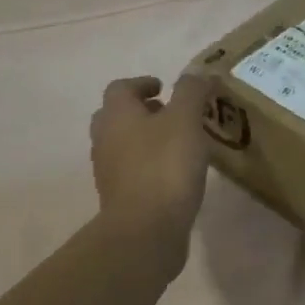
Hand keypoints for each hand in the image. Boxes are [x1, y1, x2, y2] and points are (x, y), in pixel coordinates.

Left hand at [89, 75, 212, 237]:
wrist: (145, 231)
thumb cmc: (164, 166)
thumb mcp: (185, 120)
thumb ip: (191, 91)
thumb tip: (198, 73)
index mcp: (116, 115)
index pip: (121, 88)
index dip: (142, 83)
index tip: (165, 87)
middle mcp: (105, 139)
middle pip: (116, 115)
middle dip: (142, 110)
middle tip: (170, 112)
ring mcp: (109, 171)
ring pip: (123, 144)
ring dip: (146, 137)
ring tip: (178, 142)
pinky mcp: (120, 198)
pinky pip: (132, 170)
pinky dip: (149, 163)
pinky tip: (175, 172)